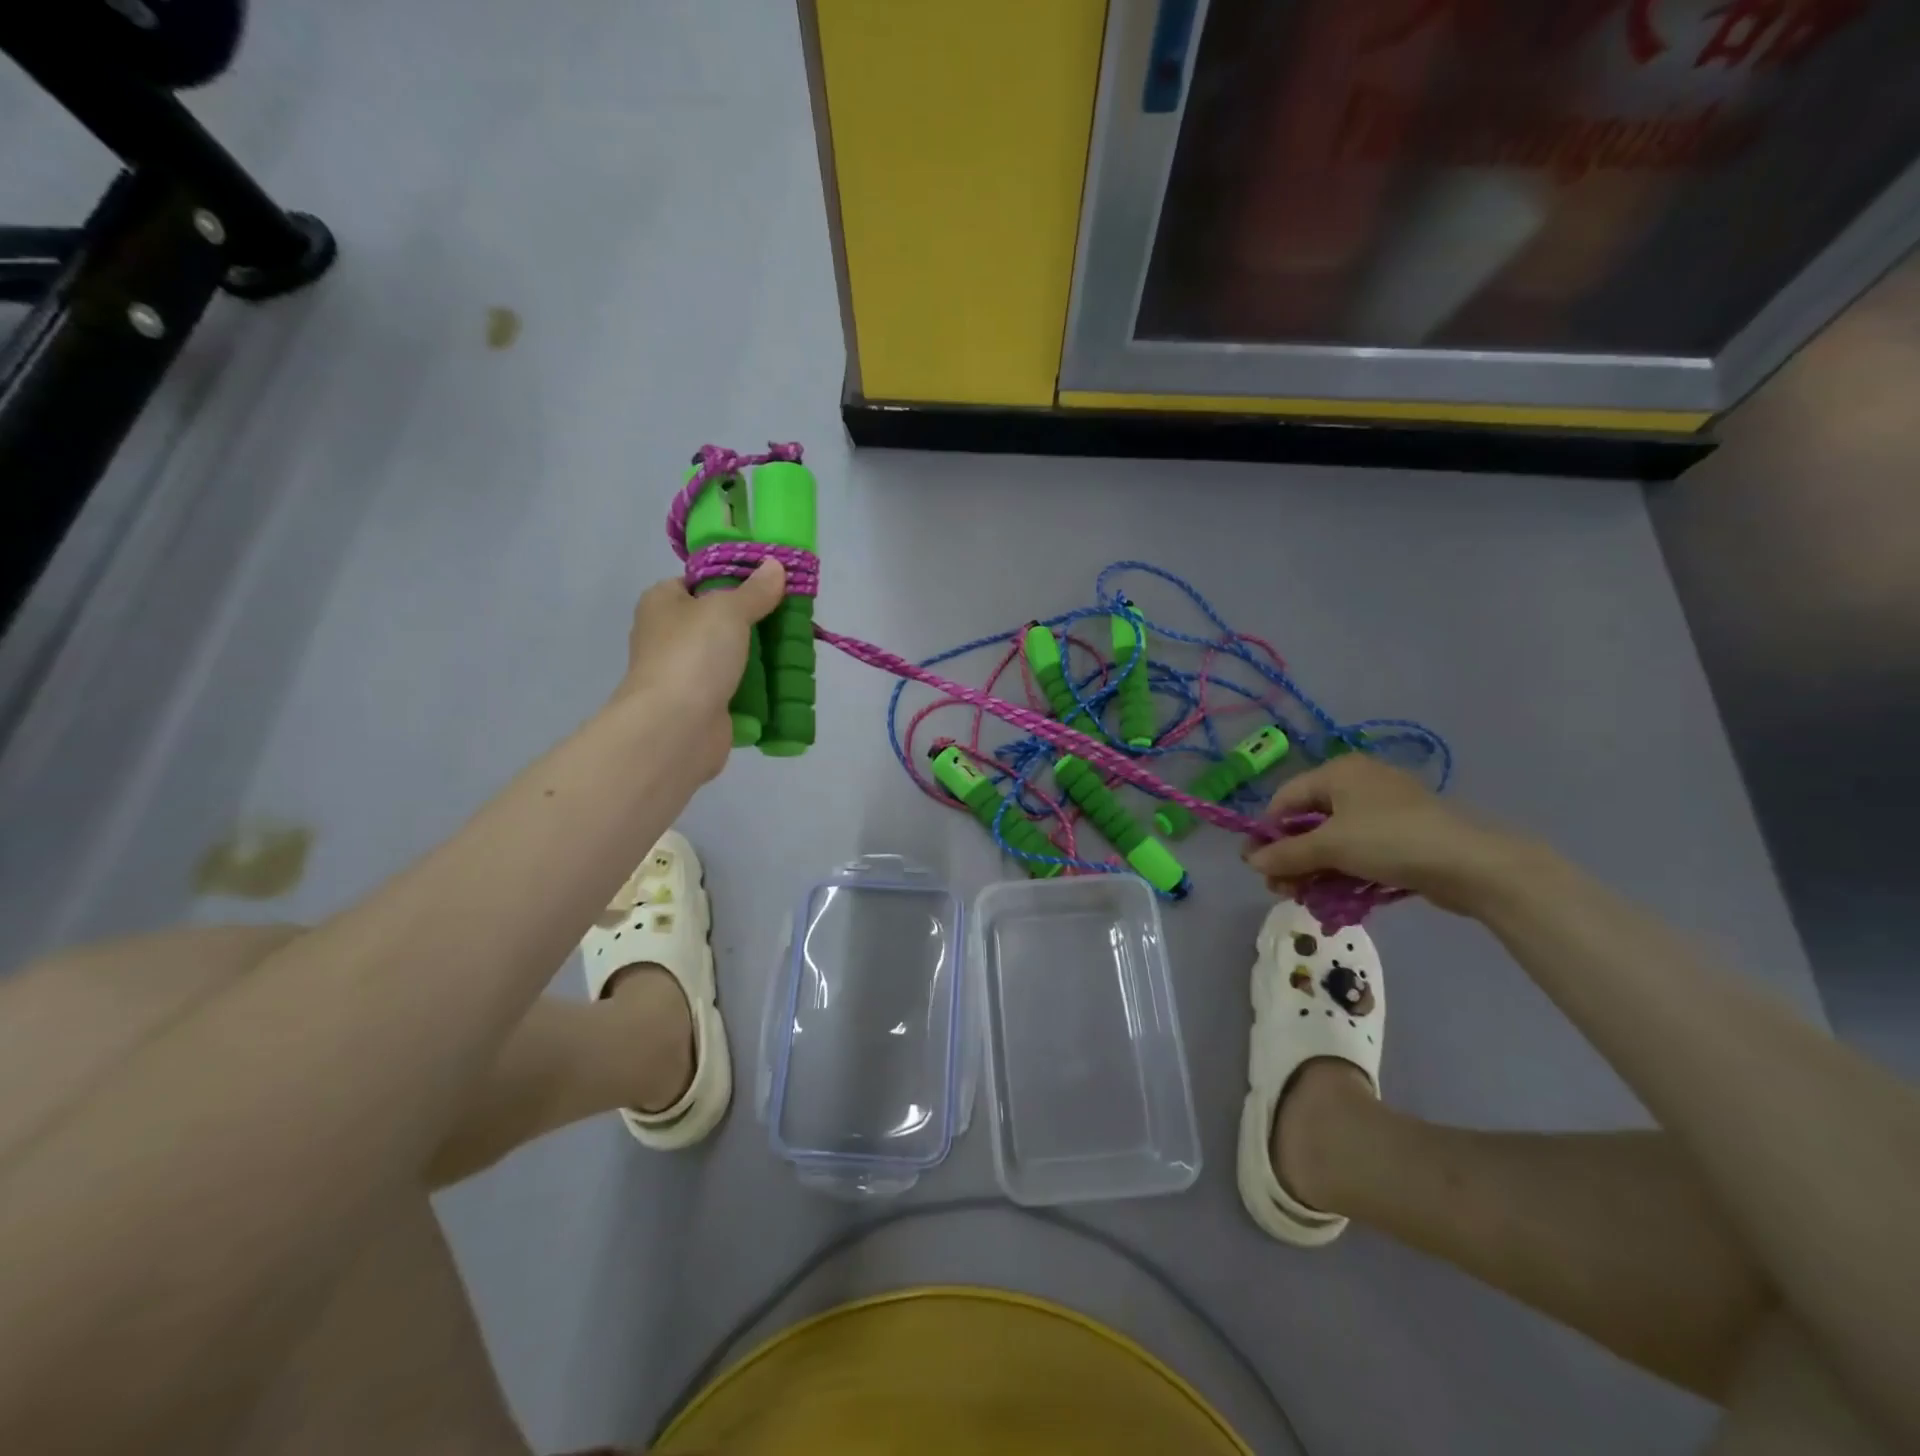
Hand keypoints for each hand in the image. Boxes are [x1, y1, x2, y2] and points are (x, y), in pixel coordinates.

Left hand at [615, 559, 786, 776]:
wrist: (676, 728)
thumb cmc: (694, 655)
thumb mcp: (728, 610)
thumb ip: (754, 590)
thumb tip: (774, 566)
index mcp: (662, 603)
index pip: (700, 581)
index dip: (734, 579)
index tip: (772, 582)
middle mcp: (670, 636)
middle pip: (721, 620)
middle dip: (756, 620)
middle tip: (792, 616)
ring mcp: (686, 673)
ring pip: (732, 656)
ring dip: (761, 656)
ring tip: (797, 649)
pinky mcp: (704, 705)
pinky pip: (738, 689)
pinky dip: (759, 688)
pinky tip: (786, 682)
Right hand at [1243, 755, 1526, 915]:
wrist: (1472, 864)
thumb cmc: (1390, 841)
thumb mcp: (1330, 846)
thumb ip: (1286, 854)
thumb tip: (1250, 861)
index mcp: (1338, 772)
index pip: (1286, 799)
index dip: (1267, 832)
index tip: (1257, 865)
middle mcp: (1357, 784)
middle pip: (1308, 822)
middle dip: (1291, 857)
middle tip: (1280, 888)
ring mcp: (1382, 811)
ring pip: (1333, 841)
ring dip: (1313, 870)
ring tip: (1304, 898)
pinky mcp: (1401, 837)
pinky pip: (1358, 851)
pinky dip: (1342, 872)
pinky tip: (1333, 898)